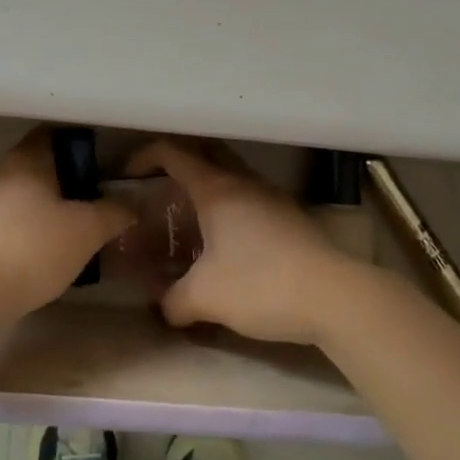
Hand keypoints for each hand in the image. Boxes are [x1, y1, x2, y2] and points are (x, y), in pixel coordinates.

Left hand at [0, 128, 134, 322]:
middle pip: (38, 167)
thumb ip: (114, 212)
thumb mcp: (88, 230)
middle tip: (92, 203)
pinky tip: (41, 257)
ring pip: (21, 196)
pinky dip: (25, 232)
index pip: (53, 135)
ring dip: (44, 210)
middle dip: (65, 182)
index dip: (78, 146)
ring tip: (70, 234)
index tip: (100, 165)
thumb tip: (130, 205)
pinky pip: (6, 223)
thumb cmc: (35, 248)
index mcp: (26, 159)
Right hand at [126, 139, 363, 345]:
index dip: (144, 156)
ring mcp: (269, 195)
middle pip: (203, 153)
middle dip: (176, 163)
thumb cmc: (261, 284)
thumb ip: (173, 300)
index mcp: (216, 188)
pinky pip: (247, 195)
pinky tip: (226, 239)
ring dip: (205, 184)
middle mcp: (242, 181)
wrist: (334, 296)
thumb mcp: (206, 297)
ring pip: (229, 174)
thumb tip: (160, 306)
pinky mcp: (288, 215)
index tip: (126, 174)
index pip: (172, 153)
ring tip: (188, 216)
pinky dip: (228, 204)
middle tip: (156, 187)